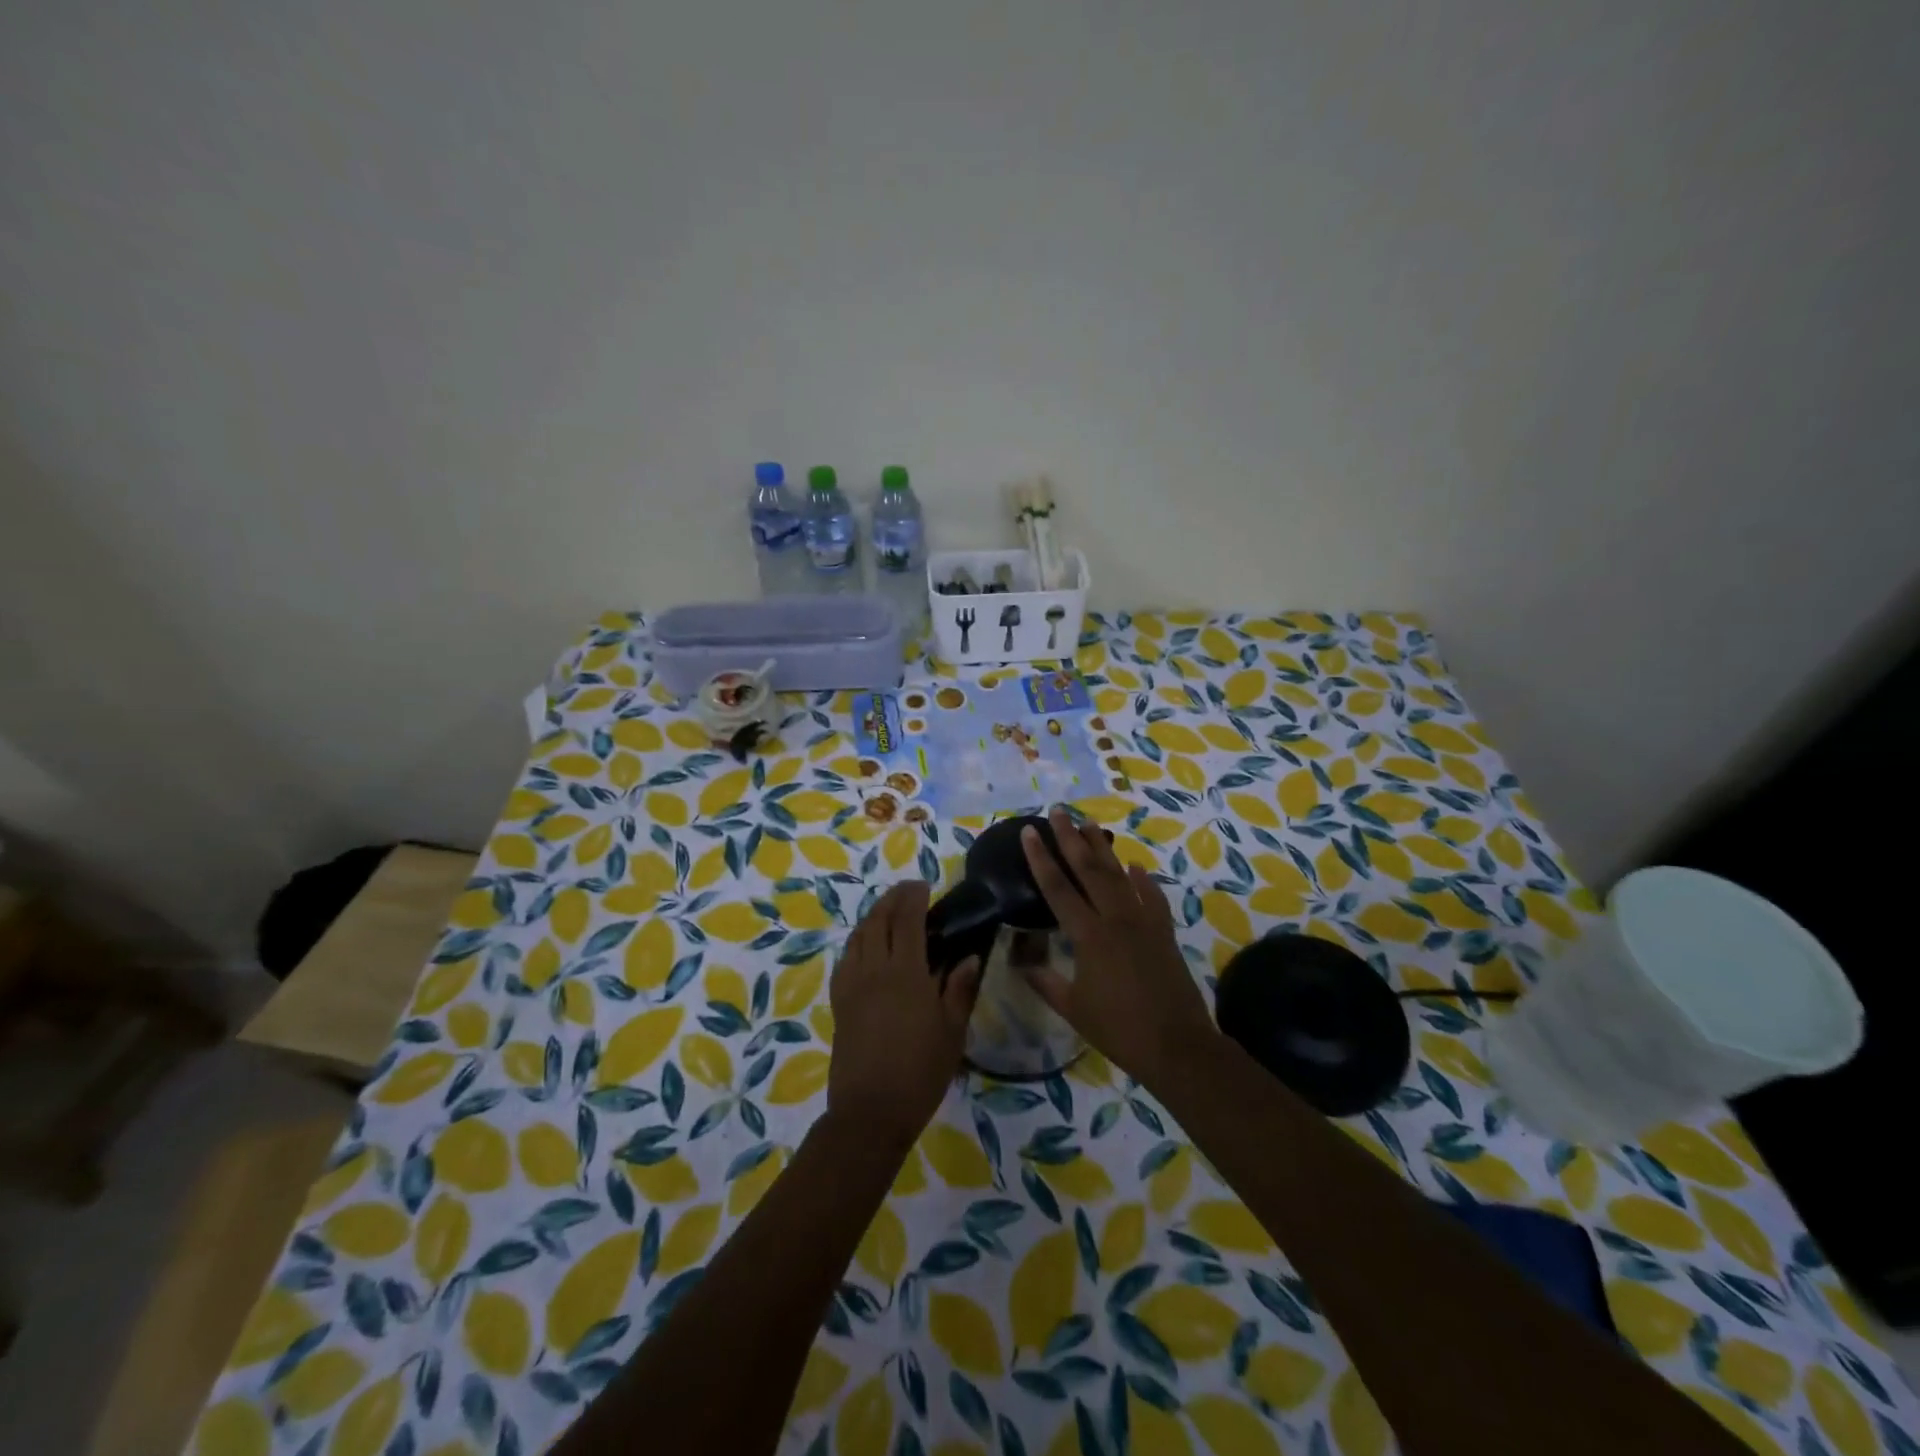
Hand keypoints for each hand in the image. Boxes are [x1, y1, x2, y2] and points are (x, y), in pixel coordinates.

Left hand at [827, 881, 981, 1147]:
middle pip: (878, 919)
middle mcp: (874, 969)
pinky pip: (846, 958)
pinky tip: (867, 946)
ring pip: (858, 935)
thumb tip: (969, 956)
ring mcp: (852, 984)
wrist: (870, 1111)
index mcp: (906, 973)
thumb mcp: (952, 1031)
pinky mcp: (839, 1001)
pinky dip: (858, 940)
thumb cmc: (920, 1071)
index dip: (914, 896)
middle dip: (892, 898)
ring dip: (873, 915)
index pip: (908, 919)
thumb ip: (959, 989)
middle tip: (908, 891)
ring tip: (889, 912)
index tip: (925, 885)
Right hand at [1021, 807, 1218, 1086]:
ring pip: (1119, 875)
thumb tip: (1019, 961)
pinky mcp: (1163, 931)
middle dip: (1071, 838)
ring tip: (1089, 824)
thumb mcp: (1073, 1007)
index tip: (1030, 830)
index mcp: (1088, 936)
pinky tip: (1134, 865)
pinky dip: (1141, 879)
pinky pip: (1150, 896)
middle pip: (1089, 869)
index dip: (1041, 858)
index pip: (1057, 888)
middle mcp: (1115, 919)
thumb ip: (1044, 981)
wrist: (1176, 1045)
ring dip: (1103, 848)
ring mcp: (1143, 922)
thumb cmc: (1118, 1029)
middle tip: (1058, 810)